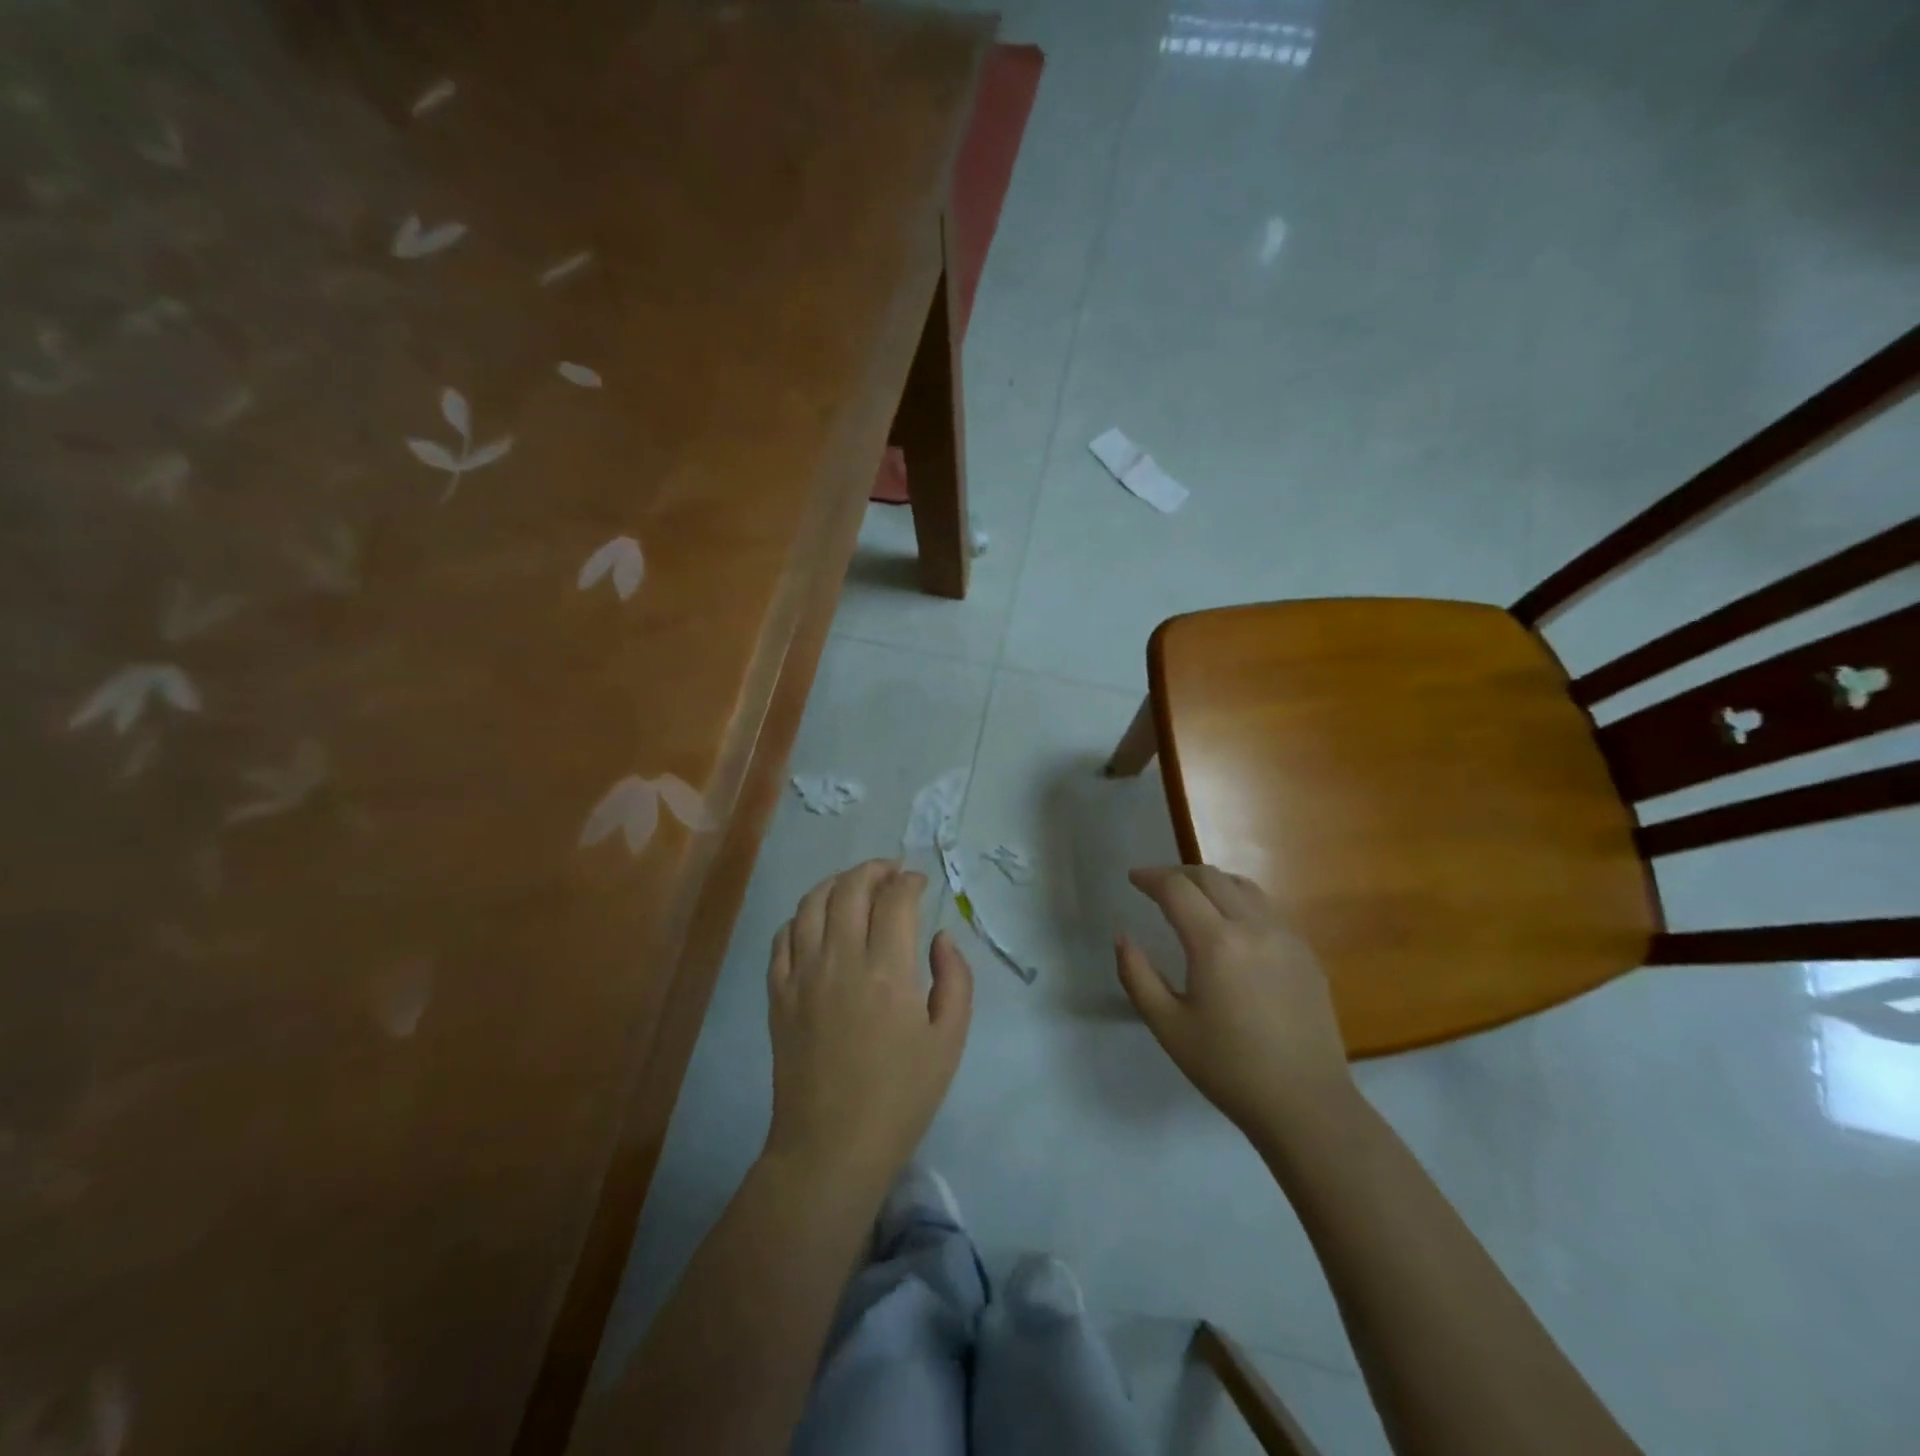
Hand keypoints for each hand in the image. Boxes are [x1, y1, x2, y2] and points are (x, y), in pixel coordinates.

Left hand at [763, 860, 972, 1193]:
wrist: (831, 1147)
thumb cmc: (900, 1097)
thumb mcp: (949, 1041)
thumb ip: (955, 979)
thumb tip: (940, 936)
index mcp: (888, 970)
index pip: (895, 900)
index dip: (910, 881)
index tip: (920, 882)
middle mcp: (841, 960)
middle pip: (851, 889)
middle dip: (874, 870)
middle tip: (891, 872)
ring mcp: (802, 975)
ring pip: (811, 903)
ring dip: (836, 883)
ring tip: (855, 885)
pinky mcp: (778, 994)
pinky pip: (782, 937)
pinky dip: (800, 916)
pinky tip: (816, 920)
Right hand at [1117, 865, 1352, 1137]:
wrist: (1306, 1105)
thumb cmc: (1228, 1068)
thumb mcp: (1168, 1026)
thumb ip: (1137, 975)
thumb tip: (1122, 936)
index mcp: (1216, 943)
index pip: (1177, 889)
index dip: (1150, 877)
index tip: (1133, 879)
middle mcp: (1254, 927)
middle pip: (1211, 877)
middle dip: (1177, 874)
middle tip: (1155, 886)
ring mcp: (1286, 937)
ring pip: (1243, 886)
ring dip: (1210, 882)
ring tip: (1191, 897)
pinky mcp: (1306, 953)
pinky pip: (1267, 908)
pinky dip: (1239, 901)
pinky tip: (1230, 926)